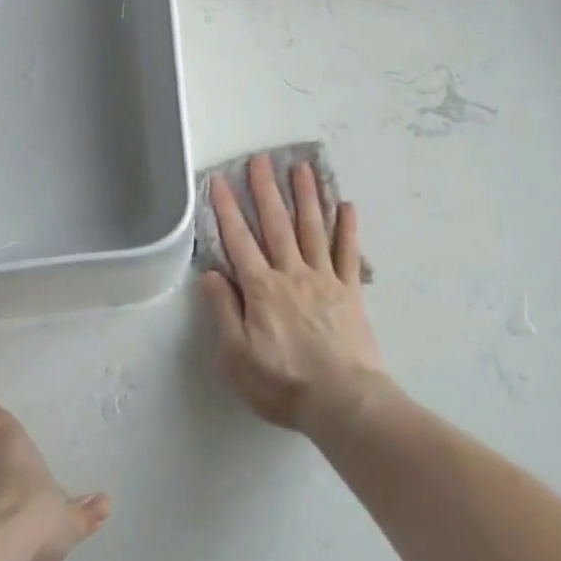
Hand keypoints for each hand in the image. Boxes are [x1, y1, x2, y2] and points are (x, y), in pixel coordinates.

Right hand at [201, 154, 390, 433]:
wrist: (343, 400)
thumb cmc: (283, 383)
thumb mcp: (237, 357)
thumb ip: (224, 312)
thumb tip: (210, 274)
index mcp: (262, 289)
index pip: (239, 241)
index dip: (227, 210)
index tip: (220, 181)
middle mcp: (292, 273)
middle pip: (277, 225)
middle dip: (266, 190)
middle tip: (261, 159)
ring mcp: (325, 278)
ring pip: (313, 228)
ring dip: (306, 196)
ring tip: (302, 167)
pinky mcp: (350, 290)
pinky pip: (349, 252)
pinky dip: (348, 227)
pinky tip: (347, 204)